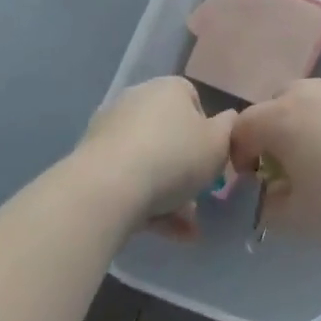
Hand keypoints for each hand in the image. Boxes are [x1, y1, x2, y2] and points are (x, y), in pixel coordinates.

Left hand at [77, 77, 234, 239]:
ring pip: (148, 160)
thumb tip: (229, 120)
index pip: (193, 100)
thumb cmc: (173, 157)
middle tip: (198, 197)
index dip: (206, 131)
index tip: (211, 159)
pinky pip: (127, 178)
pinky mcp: (91, 160)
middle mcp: (137, 99)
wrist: (107, 187)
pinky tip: (163, 232)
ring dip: (168, 192)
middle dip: (185, 167)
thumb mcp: (218, 144)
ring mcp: (111, 129)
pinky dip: (145, 202)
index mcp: (169, 88)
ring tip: (185, 229)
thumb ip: (229, 129)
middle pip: (169, 133)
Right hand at [228, 80, 320, 247]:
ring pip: (307, 105)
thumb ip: (270, 210)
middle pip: (273, 109)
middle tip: (286, 173)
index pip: (241, 128)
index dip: (238, 156)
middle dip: (271, 139)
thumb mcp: (301, 220)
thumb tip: (267, 198)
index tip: (253, 184)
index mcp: (279, 118)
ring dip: (304, 130)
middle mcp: (305, 92)